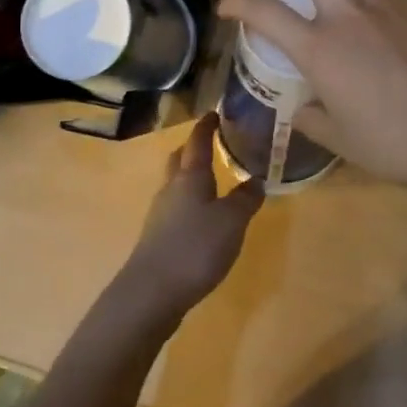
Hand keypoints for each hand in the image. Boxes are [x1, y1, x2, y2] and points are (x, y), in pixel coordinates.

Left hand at [117, 113, 261, 328]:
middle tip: (212, 143)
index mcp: (190, 176)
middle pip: (180, 159)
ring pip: (176, 184)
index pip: (198, 141)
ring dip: (191, 177)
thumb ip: (246, 199)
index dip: (207, 126)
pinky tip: (202, 218)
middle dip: (194, 149)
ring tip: (212, 180)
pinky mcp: (157, 238)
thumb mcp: (232, 221)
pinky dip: (190, 203)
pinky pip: (176, 208)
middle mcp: (171, 188)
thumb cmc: (195, 248)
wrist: (151, 293)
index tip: (215, 113)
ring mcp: (160, 214)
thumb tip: (256, 179)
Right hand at [218, 0, 406, 202]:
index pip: (266, 11)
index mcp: (320, 48)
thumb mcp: (339, 138)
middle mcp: (348, 20)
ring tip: (336, 2)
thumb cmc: (389, 143)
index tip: (226, 5)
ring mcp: (386, 16)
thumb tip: (302, 109)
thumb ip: (312, 120)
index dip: (238, 1)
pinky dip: (367, 3)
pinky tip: (373, 31)